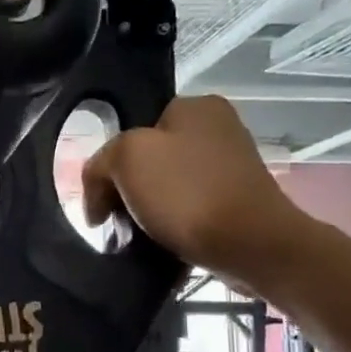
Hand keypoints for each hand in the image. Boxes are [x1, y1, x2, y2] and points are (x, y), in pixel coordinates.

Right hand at [82, 96, 311, 283]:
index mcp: (195, 106)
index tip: (102, 199)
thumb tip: (100, 193)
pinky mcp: (238, 202)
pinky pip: (189, 210)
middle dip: (127, 190)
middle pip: (148, 159)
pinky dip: (172, 225)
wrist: (250, 245)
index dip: (110, 164)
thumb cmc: (186, 193)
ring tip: (138, 236)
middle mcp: (218, 128)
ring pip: (166, 187)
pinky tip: (164, 243)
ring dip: (147, 211)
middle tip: (115, 220)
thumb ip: (100, 163)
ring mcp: (231, 166)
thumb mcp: (125, 159)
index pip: (133, 129)